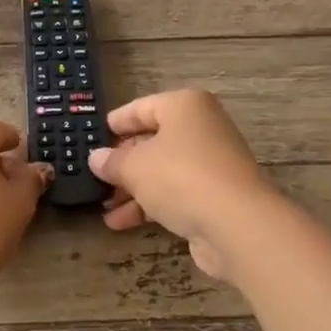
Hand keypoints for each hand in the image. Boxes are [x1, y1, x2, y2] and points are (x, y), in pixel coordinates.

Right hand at [87, 89, 276, 278]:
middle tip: (95, 175)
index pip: (142, 107)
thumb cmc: (179, 177)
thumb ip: (112, 161)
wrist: (236, 224)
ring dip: (132, 189)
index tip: (94, 135)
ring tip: (102, 205)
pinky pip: (174, 194)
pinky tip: (120, 223)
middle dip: (122, 162)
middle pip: (153, 141)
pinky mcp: (215, 196)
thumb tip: (96, 158)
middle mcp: (201, 129)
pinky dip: (149, 205)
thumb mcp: (134, 167)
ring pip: (162, 171)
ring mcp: (211, 164)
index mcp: (185, 107)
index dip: (116, 122)